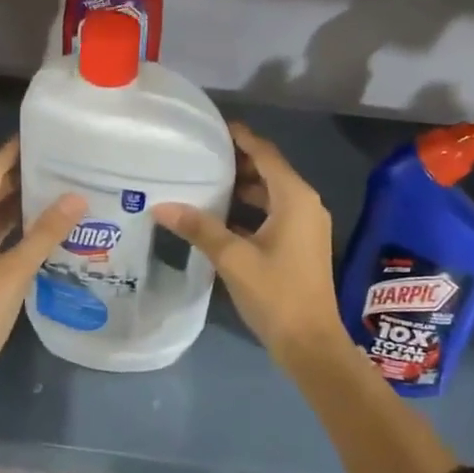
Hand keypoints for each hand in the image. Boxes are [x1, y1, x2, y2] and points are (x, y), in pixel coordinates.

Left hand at [0, 139, 85, 406]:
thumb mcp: (14, 271)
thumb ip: (45, 233)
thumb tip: (76, 197)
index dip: (9, 153)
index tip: (36, 135)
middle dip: (18, 174)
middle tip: (56, 159)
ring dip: (19, 202)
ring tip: (55, 187)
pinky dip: (16, 228)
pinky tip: (43, 229)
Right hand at [152, 123, 340, 367]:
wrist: (311, 345)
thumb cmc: (276, 294)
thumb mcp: (233, 259)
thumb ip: (199, 228)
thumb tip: (161, 206)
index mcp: (295, 198)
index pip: (265, 153)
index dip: (241, 137)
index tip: (213, 127)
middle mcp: (305, 204)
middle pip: (269, 171)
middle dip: (238, 162)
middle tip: (201, 154)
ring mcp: (305, 226)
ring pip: (271, 194)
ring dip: (243, 187)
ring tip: (205, 181)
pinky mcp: (301, 244)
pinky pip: (274, 213)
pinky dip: (250, 209)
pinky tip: (220, 216)